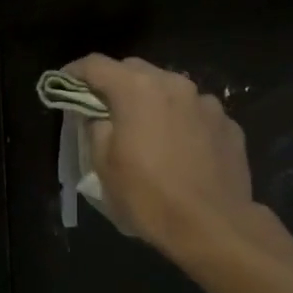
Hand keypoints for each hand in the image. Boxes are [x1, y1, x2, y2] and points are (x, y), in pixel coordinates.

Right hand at [64, 54, 254, 249]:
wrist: (215, 227)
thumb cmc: (149, 196)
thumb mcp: (104, 166)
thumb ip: (96, 129)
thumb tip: (100, 117)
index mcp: (137, 89)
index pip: (96, 65)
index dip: (74, 72)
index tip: (63, 83)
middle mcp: (173, 84)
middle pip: (135, 70)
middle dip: (116, 84)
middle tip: (105, 108)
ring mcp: (206, 103)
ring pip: (170, 89)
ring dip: (153, 101)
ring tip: (148, 129)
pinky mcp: (229, 124)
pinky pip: (196, 113)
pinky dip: (182, 121)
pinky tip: (181, 149)